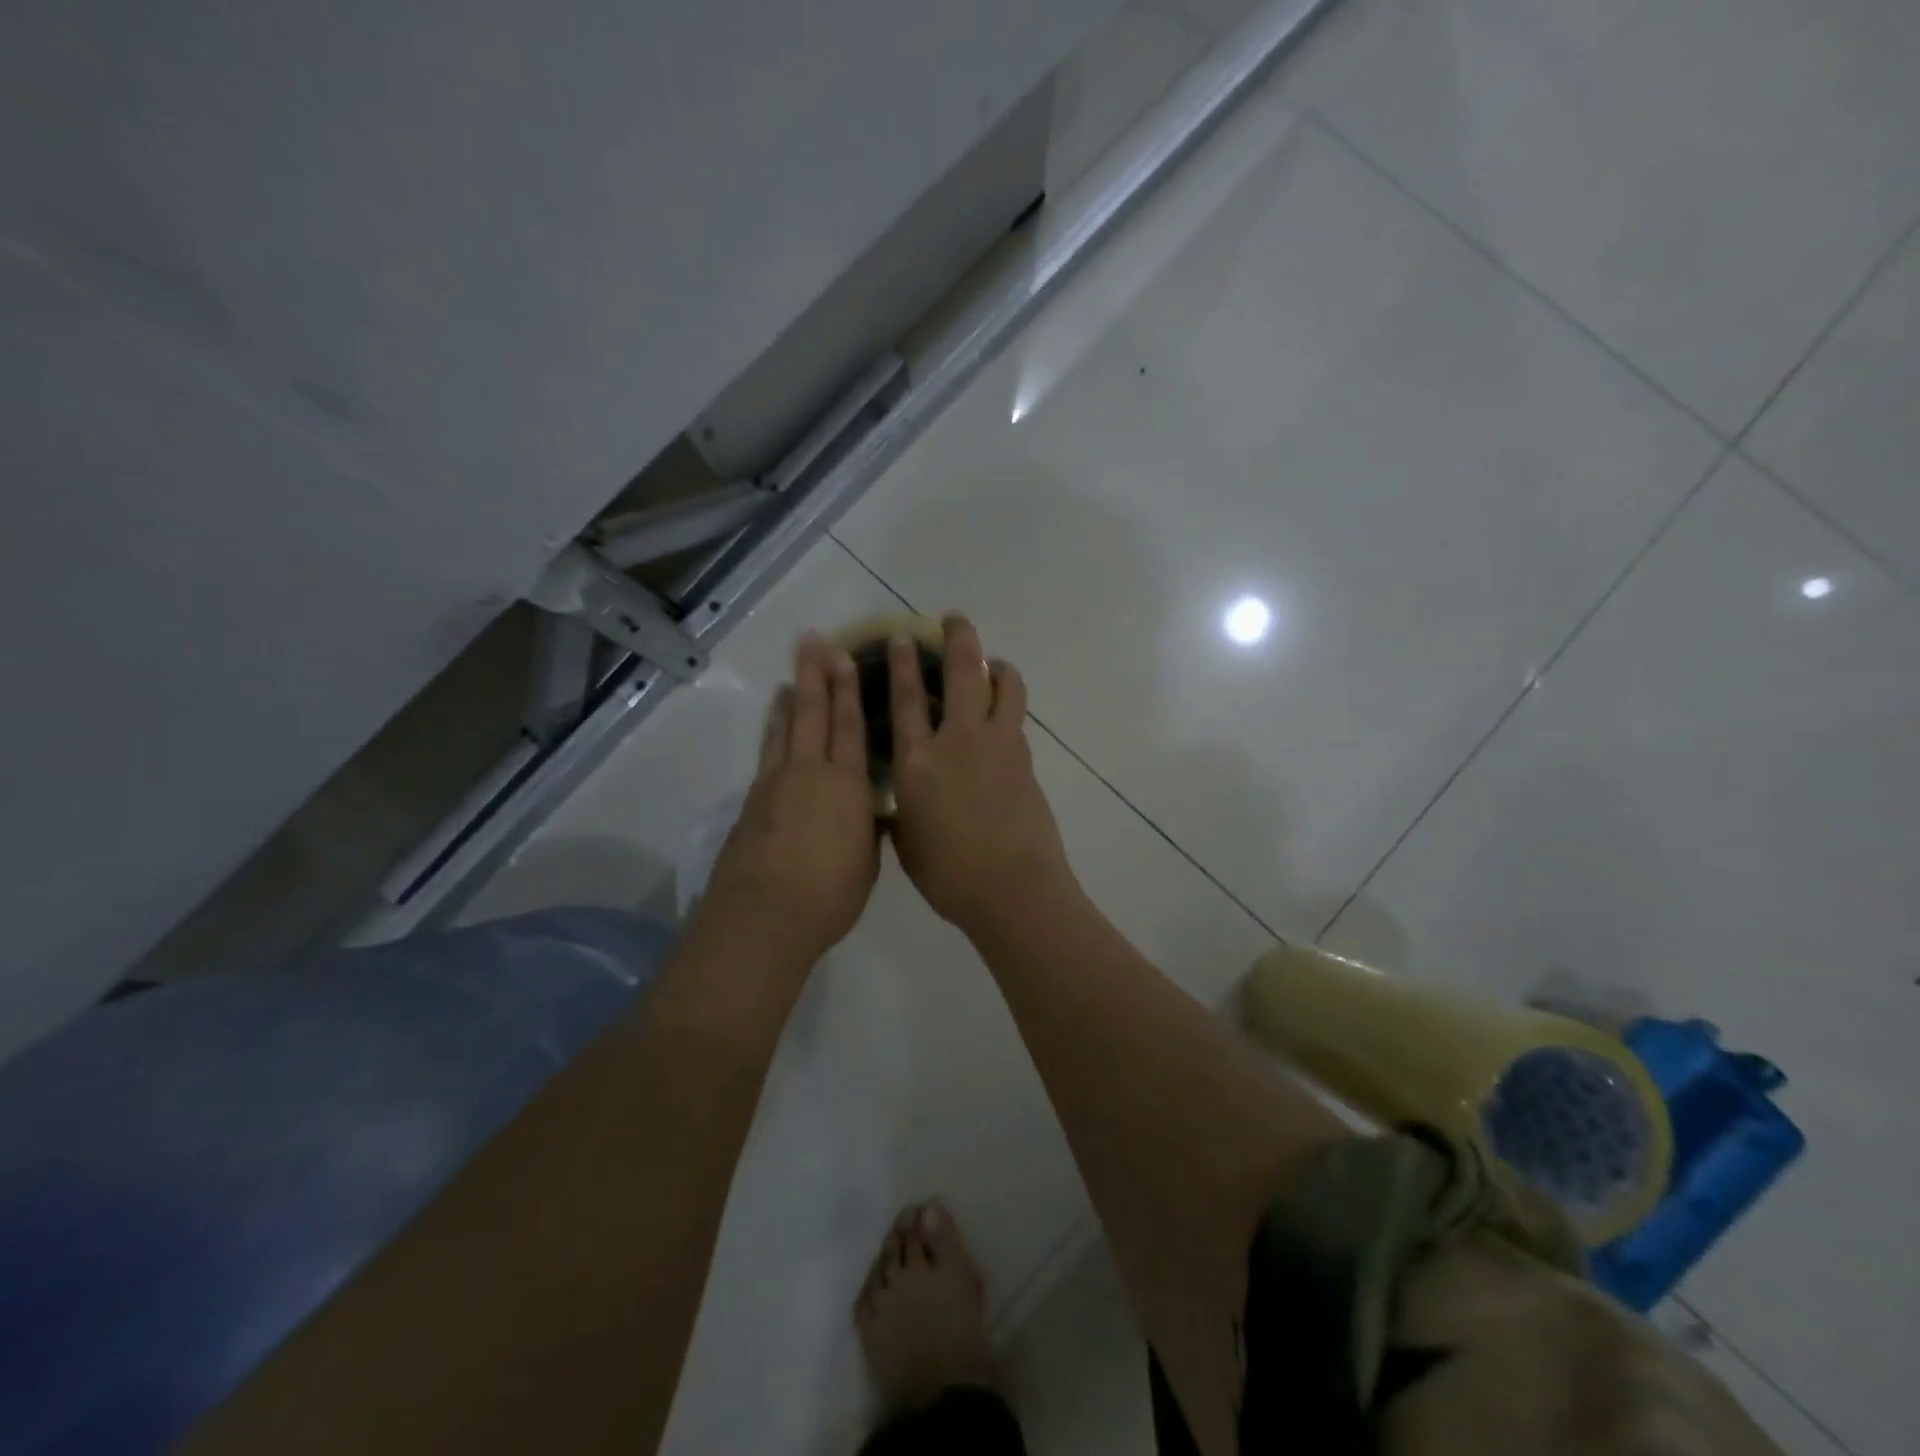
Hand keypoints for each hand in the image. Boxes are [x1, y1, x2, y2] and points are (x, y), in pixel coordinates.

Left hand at [695, 635, 879, 970]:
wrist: (765, 914)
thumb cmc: (829, 893)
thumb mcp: (867, 862)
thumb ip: (868, 828)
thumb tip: (871, 810)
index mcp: (846, 785)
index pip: (850, 726)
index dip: (849, 689)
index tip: (846, 657)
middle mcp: (810, 772)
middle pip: (812, 713)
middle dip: (815, 675)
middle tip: (814, 641)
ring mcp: (776, 783)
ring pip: (785, 726)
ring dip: (791, 695)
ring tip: (793, 671)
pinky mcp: (752, 800)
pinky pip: (768, 750)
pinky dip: (772, 727)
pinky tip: (775, 720)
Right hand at [887, 615, 1076, 937]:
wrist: (1013, 891)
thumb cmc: (949, 876)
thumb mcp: (908, 843)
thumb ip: (902, 812)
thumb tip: (902, 801)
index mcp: (917, 763)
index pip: (906, 699)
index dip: (901, 663)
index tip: (901, 636)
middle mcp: (958, 742)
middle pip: (962, 673)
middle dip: (958, 638)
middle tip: (954, 619)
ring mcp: (998, 746)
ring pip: (1004, 686)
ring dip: (997, 666)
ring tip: (991, 665)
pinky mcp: (1026, 759)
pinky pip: (1016, 718)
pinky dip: (1009, 704)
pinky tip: (1002, 715)